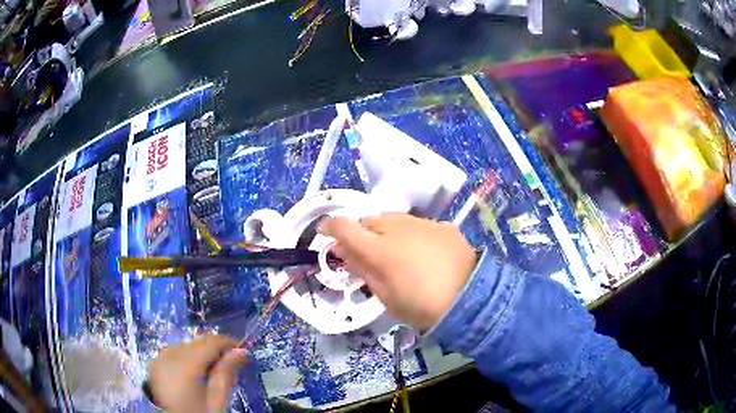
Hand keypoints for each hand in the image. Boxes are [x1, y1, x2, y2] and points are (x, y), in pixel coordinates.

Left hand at [148, 335, 246, 412]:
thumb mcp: (217, 401)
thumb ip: (226, 374)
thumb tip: (240, 351)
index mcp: (184, 367)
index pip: (208, 343)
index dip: (227, 342)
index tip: (241, 349)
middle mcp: (168, 357)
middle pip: (197, 343)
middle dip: (215, 350)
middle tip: (230, 364)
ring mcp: (159, 359)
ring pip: (186, 345)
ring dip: (201, 353)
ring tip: (212, 371)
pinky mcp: (155, 363)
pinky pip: (175, 351)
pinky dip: (188, 357)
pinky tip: (194, 372)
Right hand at [320, 213, 476, 329]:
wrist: (470, 297)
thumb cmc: (421, 306)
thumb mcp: (384, 295)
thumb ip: (361, 269)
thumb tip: (342, 250)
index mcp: (379, 249)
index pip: (345, 227)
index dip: (330, 227)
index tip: (325, 232)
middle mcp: (398, 228)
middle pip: (369, 220)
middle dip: (361, 233)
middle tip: (366, 252)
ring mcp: (422, 223)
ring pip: (393, 219)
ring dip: (386, 231)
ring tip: (396, 251)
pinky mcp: (442, 225)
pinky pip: (418, 224)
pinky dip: (412, 234)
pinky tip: (423, 251)